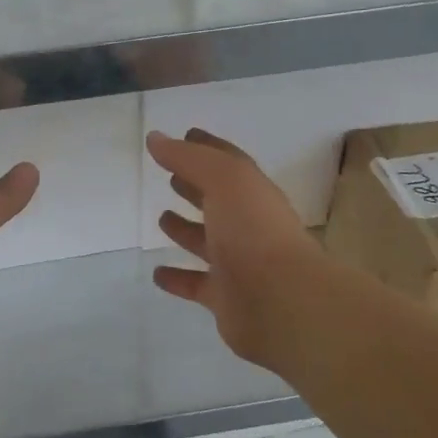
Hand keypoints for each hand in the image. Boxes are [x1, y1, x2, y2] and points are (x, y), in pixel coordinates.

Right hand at [147, 128, 326, 370]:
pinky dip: (178, 279)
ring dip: (186, 230)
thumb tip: (155, 138)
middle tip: (171, 177)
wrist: (281, 302)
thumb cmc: (253, 232)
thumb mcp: (224, 180)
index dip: (207, 148)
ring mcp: (239, 263)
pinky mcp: (227, 297)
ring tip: (162, 218)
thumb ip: (189, 158)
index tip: (186, 135)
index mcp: (253, 193)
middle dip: (196, 187)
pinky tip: (158, 274)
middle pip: (219, 201)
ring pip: (208, 242)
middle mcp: (248, 226)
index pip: (229, 163)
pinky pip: (197, 284)